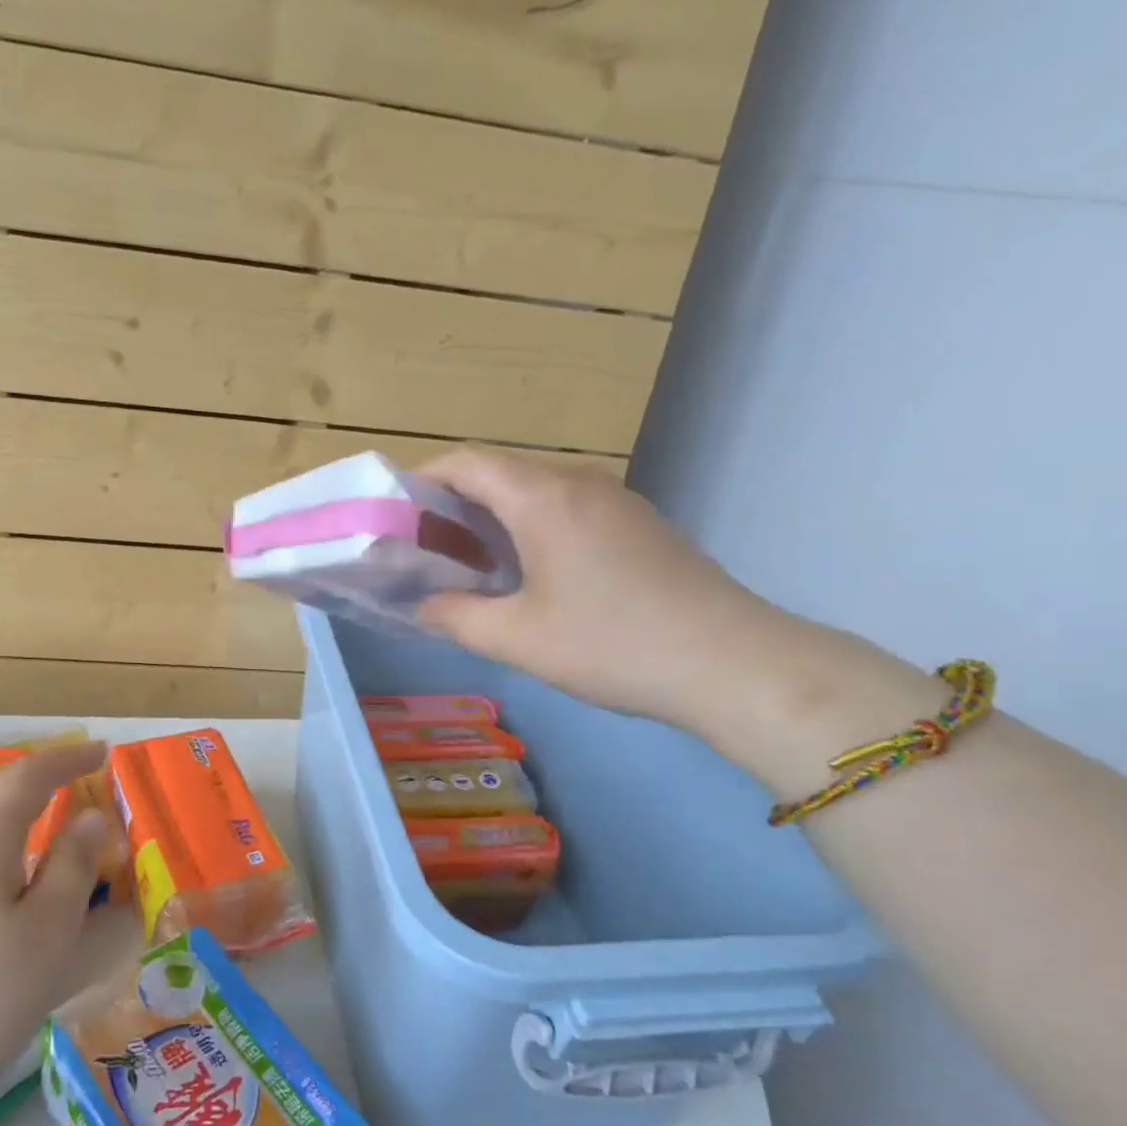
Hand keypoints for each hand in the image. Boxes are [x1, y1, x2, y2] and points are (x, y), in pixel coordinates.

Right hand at [416, 452, 807, 745]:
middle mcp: (579, 484)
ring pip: (534, 493)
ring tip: (467, 566)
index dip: (422, 479)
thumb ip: (456, 617)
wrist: (733, 663)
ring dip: (492, 520)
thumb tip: (422, 606)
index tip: (393, 514)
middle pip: (499, 475)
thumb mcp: (518, 638)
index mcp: (543, 498)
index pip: (467, 463)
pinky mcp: (638, 525)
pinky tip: (526, 576)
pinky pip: (566, 510)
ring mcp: (615, 502)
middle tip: (423, 551)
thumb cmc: (612, 644)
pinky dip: (529, 530)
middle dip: (452, 506)